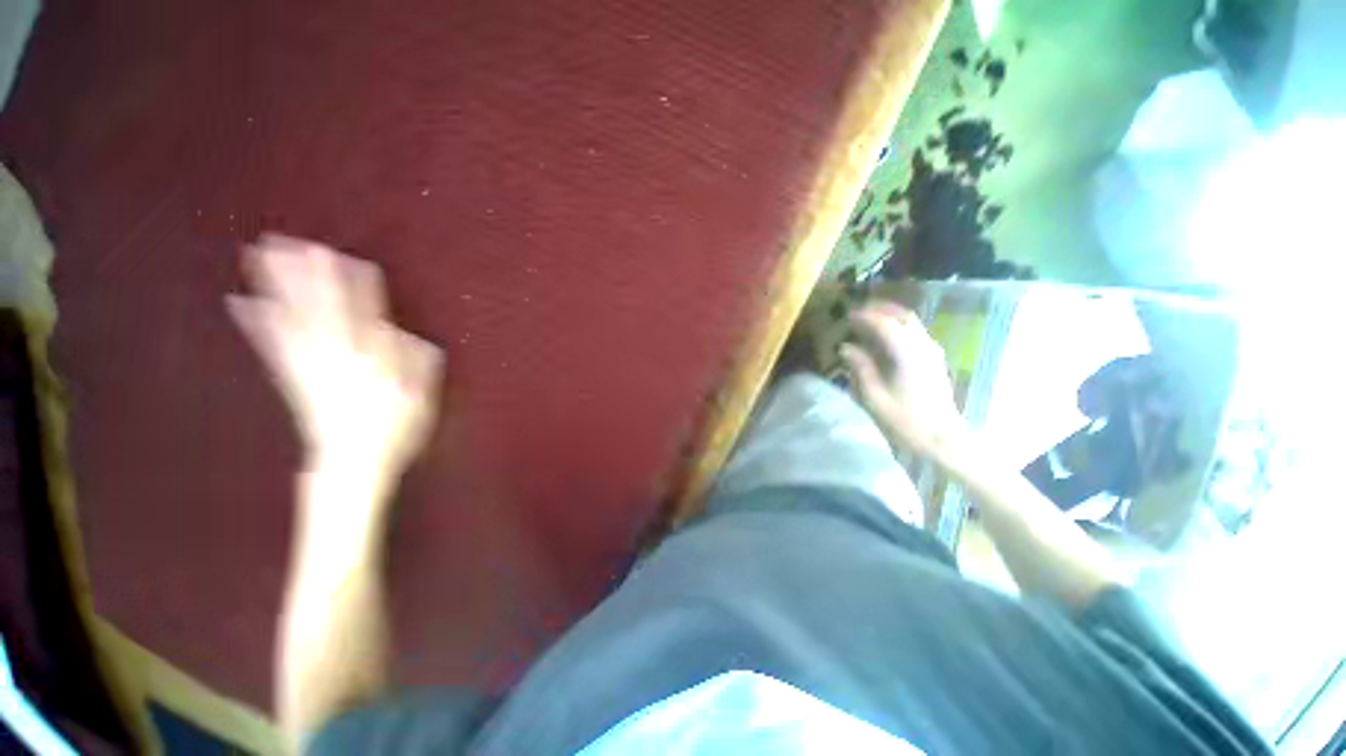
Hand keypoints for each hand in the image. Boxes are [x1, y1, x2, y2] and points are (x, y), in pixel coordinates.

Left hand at [227, 234, 442, 481]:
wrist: (351, 464)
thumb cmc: (394, 431)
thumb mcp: (420, 399)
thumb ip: (415, 363)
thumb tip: (401, 332)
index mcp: (372, 363)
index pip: (367, 317)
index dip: (359, 288)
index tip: (352, 259)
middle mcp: (337, 358)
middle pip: (322, 311)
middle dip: (309, 277)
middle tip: (294, 243)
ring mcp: (309, 367)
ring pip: (291, 321)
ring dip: (277, 288)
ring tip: (261, 256)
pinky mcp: (292, 378)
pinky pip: (272, 347)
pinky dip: (256, 323)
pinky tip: (241, 302)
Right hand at [840, 302, 965, 457]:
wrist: (942, 439)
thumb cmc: (905, 420)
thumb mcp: (874, 397)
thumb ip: (860, 368)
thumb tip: (846, 347)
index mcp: (907, 354)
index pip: (885, 324)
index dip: (865, 316)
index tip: (848, 315)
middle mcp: (923, 347)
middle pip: (904, 316)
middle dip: (881, 309)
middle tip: (859, 311)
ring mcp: (932, 353)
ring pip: (912, 323)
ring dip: (891, 317)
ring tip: (869, 321)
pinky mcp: (935, 361)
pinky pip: (916, 334)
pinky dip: (899, 327)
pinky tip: (886, 337)